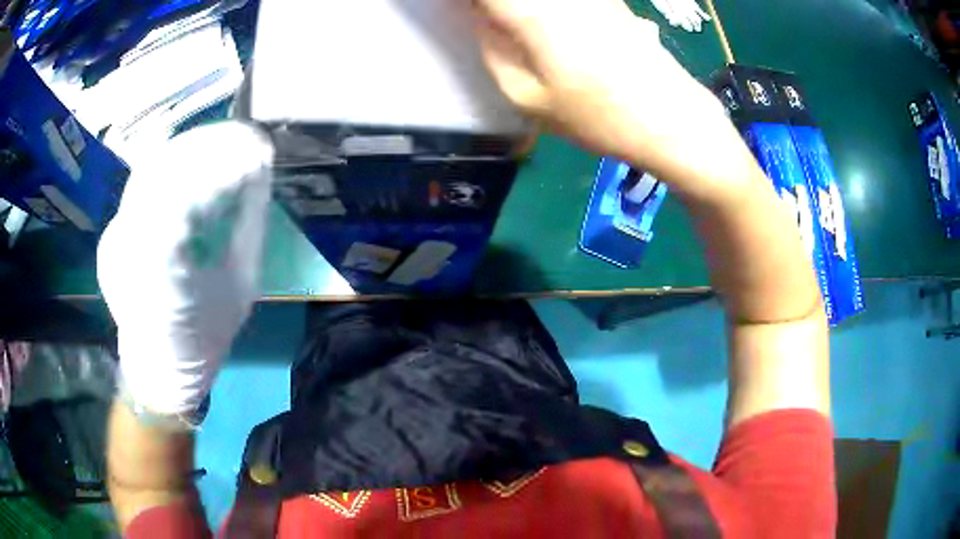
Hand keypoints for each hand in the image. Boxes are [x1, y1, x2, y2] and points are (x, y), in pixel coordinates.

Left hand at [98, 122, 273, 415]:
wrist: (159, 365)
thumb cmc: (204, 335)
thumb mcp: (239, 287)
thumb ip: (246, 228)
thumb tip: (258, 173)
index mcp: (166, 272)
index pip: (183, 194)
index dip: (218, 160)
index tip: (254, 146)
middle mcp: (130, 251)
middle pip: (159, 172)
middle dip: (203, 147)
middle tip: (240, 139)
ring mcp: (115, 241)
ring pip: (148, 173)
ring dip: (186, 153)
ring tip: (220, 146)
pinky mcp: (111, 238)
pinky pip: (142, 188)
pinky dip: (170, 171)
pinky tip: (191, 169)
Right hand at [472, 0, 750, 201]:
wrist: (673, 120)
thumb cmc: (598, 117)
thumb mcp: (527, 96)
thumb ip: (494, 48)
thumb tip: (480, 17)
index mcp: (533, 12)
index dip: (467, 3)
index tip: (461, 14)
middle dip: (493, 8)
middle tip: (485, 23)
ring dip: (518, 10)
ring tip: (510, 27)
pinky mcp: (609, 0)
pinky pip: (566, 1)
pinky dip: (546, 10)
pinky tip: (544, 25)